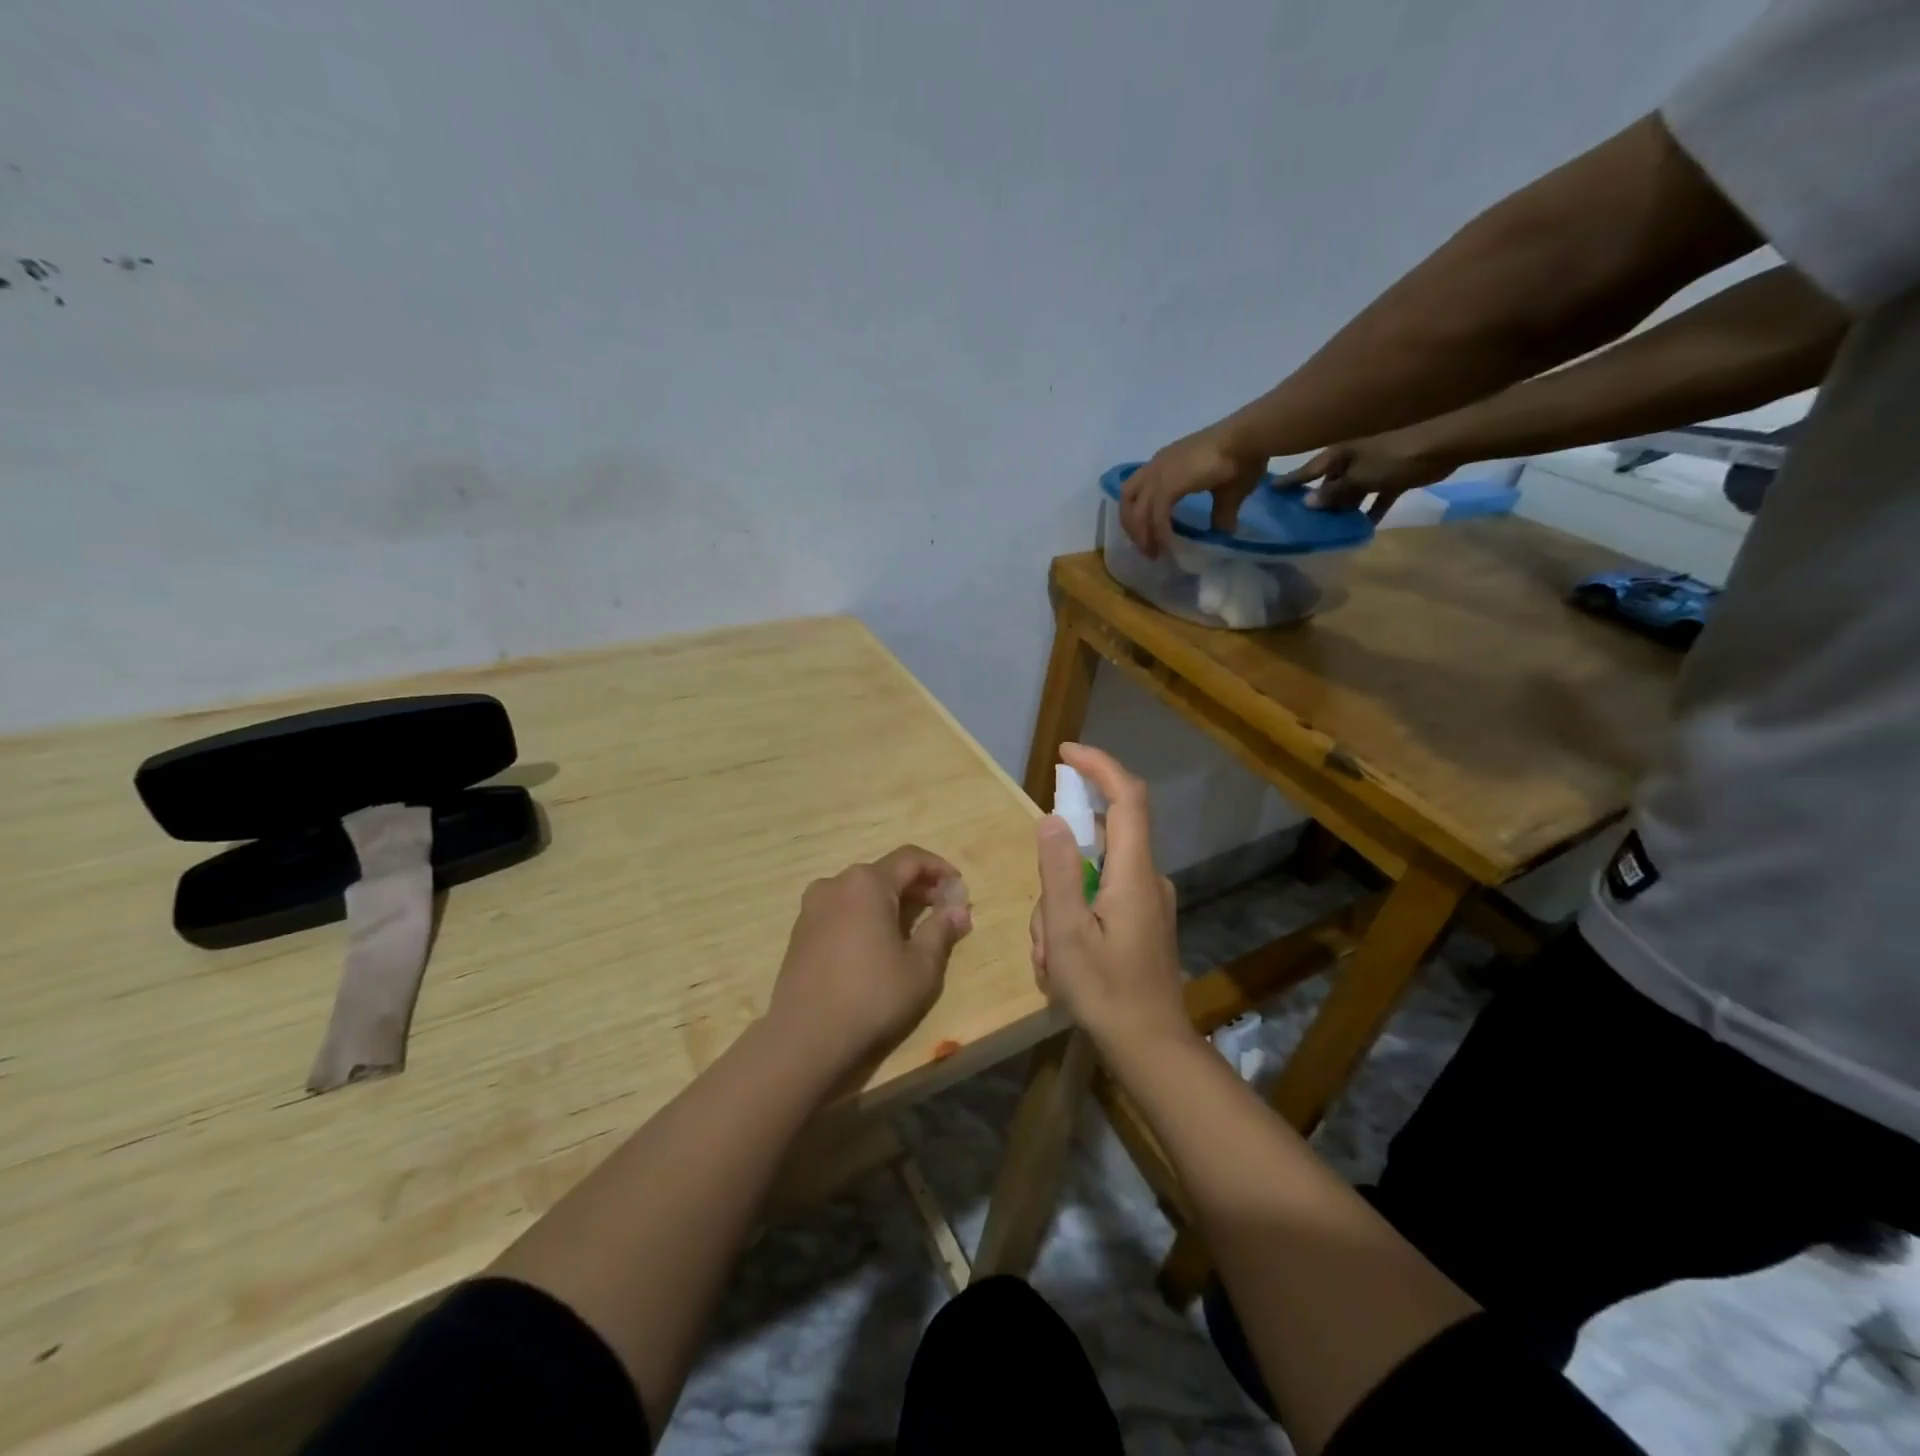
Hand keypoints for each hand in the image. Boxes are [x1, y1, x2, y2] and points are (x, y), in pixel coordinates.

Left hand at [767, 846, 971, 1077]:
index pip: (911, 858)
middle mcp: (836, 883)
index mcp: (867, 883)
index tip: (959, 888)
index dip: (939, 869)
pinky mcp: (800, 930)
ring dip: (890, 901)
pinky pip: (842, 909)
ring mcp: (812, 906)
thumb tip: (960, 909)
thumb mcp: (921, 967)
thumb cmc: (872, 996)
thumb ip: (942, 930)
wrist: (805, 1036)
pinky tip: (877, 944)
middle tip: (942, 910)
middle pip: (885, 872)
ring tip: (912, 928)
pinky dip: (865, 915)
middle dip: (917, 887)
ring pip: (861, 891)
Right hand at [1029, 744, 1188, 1052]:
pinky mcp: (1144, 920)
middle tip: (1041, 924)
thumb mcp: (1066, 932)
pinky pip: (1101, 899)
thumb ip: (1059, 871)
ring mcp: (1148, 901)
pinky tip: (1060, 961)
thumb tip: (1053, 819)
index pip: (1127, 797)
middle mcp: (1148, 878)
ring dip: (1061, 905)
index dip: (1099, 766)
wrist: (1151, 1048)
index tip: (1066, 753)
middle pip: (1100, 841)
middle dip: (1059, 870)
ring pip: (1093, 877)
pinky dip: (1074, 918)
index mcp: (1134, 873)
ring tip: (1048, 957)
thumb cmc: (1105, 991)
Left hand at [1120, 425, 1267, 558]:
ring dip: (1142, 536)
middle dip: (1132, 528)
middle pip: (1127, 501)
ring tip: (1153, 554)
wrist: (1249, 438)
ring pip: (1137, 512)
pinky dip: (1159, 533)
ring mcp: (1160, 474)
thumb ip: (1221, 513)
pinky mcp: (1168, 484)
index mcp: (1165, 463)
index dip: (1137, 514)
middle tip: (1145, 549)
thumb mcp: (1227, 493)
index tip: (1146, 535)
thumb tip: (1225, 531)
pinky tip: (1168, 546)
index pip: (1137, 490)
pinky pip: (1156, 516)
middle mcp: (1156, 466)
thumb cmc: (1242, 458)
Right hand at [1284, 429, 1453, 521]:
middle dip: (1319, 498)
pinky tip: (1364, 527)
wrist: (1448, 440)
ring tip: (1330, 528)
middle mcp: (1354, 456)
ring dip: (1345, 507)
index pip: (1308, 469)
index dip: (1291, 480)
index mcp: (1340, 452)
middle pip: (1330, 481)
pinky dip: (1372, 508)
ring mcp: (1376, 463)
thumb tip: (1307, 502)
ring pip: (1353, 489)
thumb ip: (1334, 492)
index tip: (1271, 490)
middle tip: (1302, 519)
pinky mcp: (1396, 473)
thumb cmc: (1396, 454)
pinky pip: (1378, 494)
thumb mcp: (1359, 477)